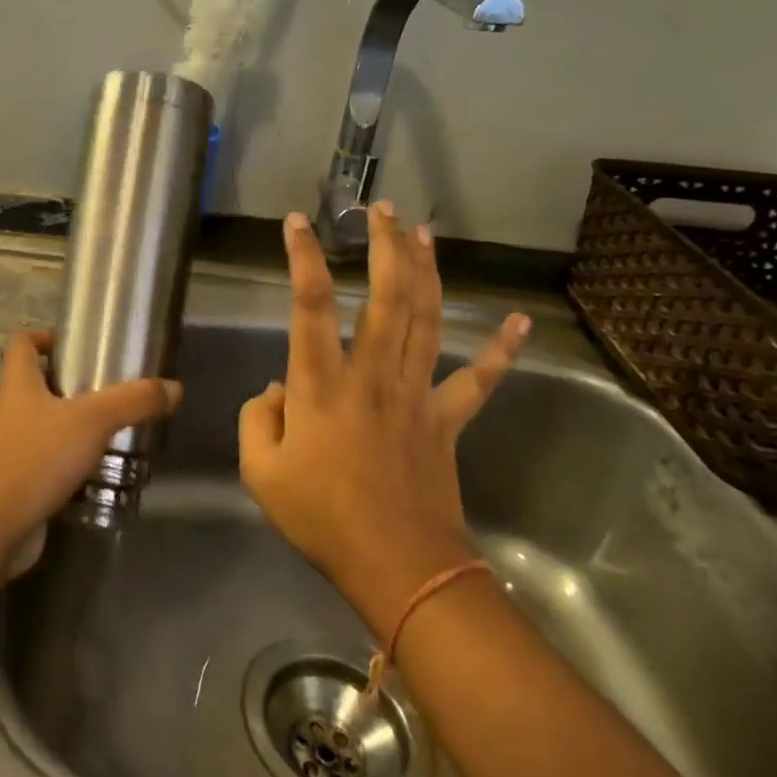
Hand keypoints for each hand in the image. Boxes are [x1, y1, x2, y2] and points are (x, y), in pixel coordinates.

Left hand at [0, 329, 181, 549]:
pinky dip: (69, 460)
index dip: (45, 335)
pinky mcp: (17, 481)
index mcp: (18, 384)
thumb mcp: (92, 421)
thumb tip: (174, 387)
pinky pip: (46, 460)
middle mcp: (9, 410)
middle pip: (36, 383)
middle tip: (110, 388)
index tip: (77, 343)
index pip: (21, 342)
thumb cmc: (37, 458)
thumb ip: (133, 402)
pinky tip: (99, 469)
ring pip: (43, 424)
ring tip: (112, 428)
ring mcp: (10, 447)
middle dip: (70, 383)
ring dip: (73, 424)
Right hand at [238, 206, 529, 625]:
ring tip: (423, 233)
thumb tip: (275, 391)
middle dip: (384, 247)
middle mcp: (371, 375)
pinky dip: (501, 352)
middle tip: (381, 210)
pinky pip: (477, 381)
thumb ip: (256, 418)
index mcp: (320, 384)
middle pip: (386, 296)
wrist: (398, 566)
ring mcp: (415, 394)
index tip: (298, 222)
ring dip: (427, 271)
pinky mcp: (446, 420)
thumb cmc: (320, 516)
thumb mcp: (260, 471)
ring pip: (426, 319)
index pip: (309, 305)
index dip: (303, 258)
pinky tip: (520, 323)